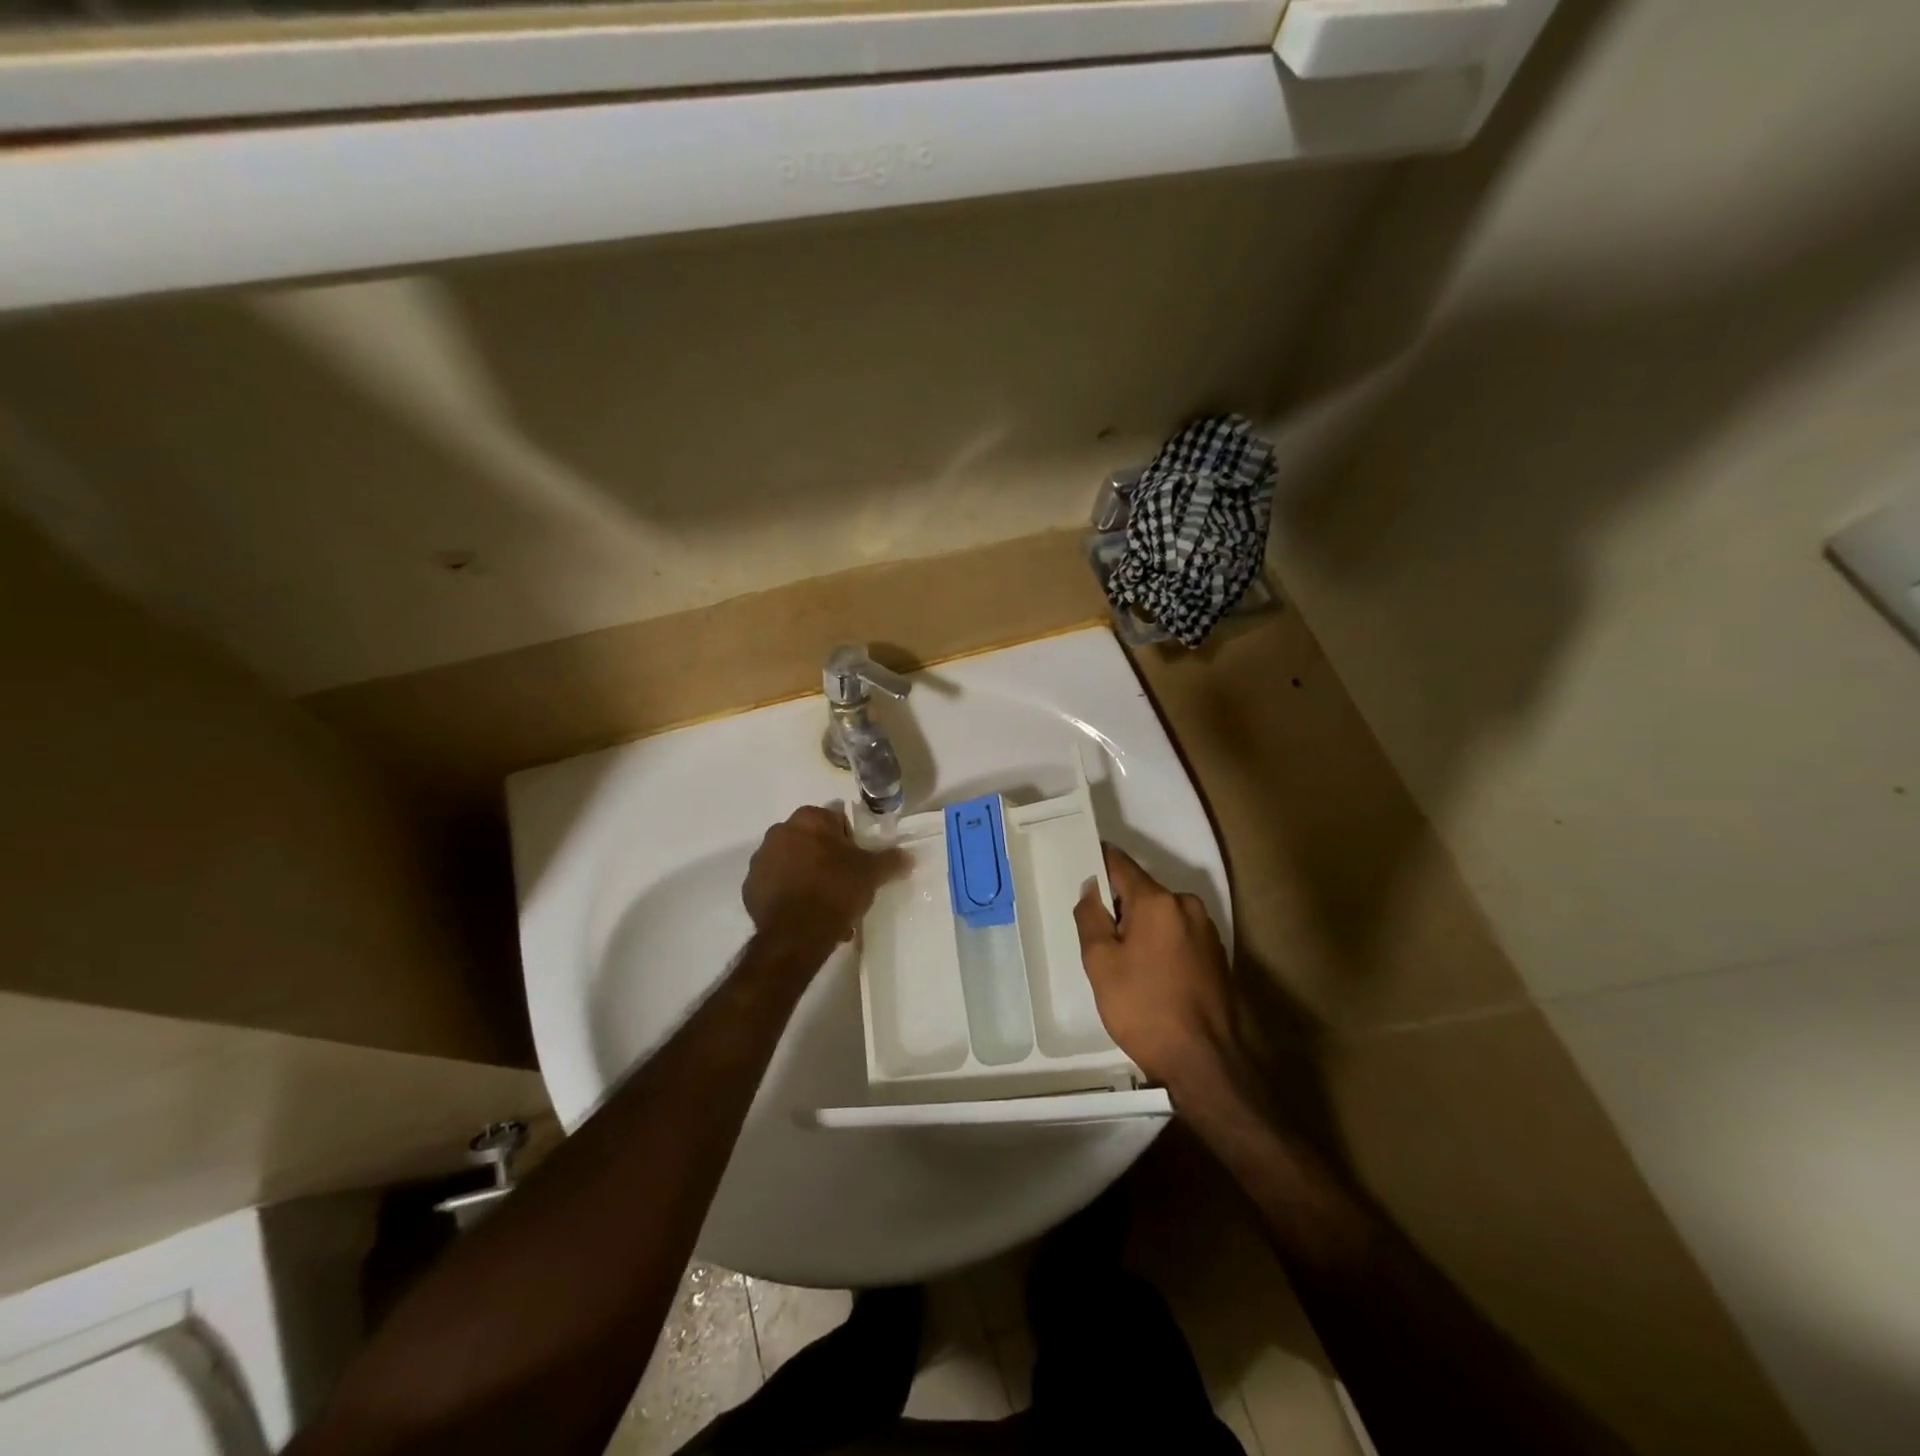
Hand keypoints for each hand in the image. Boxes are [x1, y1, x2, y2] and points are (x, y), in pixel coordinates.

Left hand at [743, 806, 906, 948]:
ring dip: (808, 878)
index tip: (858, 864)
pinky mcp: (750, 889)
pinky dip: (790, 897)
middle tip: (845, 885)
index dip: (850, 842)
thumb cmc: (836, 890)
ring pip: (793, 865)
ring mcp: (760, 861)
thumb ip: (890, 860)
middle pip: (811, 842)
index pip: (835, 821)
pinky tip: (807, 917)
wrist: (797, 934)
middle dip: (827, 860)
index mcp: (808, 819)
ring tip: (827, 908)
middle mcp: (779, 832)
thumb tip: (908, 856)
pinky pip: (777, 888)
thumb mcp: (872, 873)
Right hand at [1075, 845, 1237, 1094]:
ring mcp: (1206, 930)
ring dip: (1142, 928)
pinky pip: (1179, 935)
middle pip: (1142, 891)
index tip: (1082, 867)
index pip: (1121, 864)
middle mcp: (1186, 905)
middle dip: (1119, 907)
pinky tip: (1153, 976)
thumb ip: (1091, 917)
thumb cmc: (1143, 1008)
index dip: (1099, 862)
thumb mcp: (1101, 963)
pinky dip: (1162, 944)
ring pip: (1161, 915)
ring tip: (1127, 965)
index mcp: (1158, 901)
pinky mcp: (1216, 954)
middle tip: (1100, 940)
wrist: (1203, 1061)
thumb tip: (1091, 887)